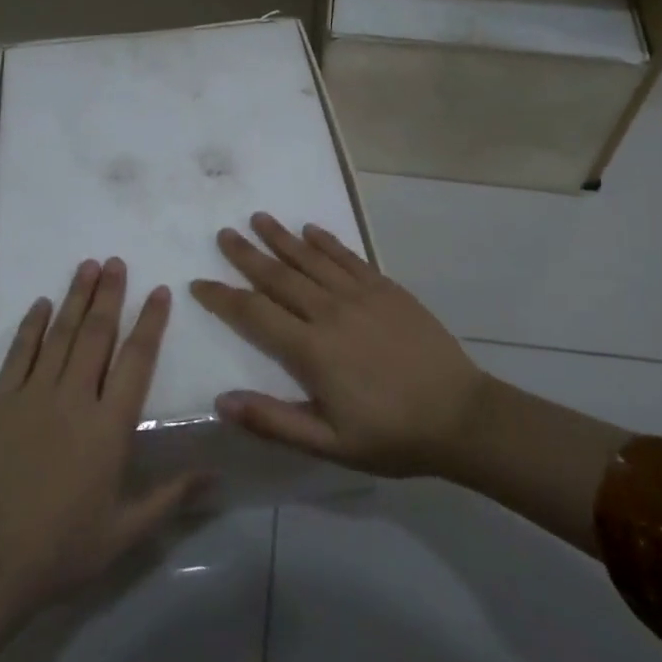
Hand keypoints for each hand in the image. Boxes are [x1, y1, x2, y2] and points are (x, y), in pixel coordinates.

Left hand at [0, 258, 205, 618]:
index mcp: (109, 427)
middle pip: (95, 335)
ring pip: (58, 335)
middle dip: (109, 295)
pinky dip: (30, 326)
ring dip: (75, 298)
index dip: (149, 322)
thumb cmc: (64, 548)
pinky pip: (17, 354)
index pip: (136, 360)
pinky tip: (40, 304)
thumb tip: (217, 475)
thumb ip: (172, 496)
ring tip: (87, 267)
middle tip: (117, 262)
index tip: (158, 291)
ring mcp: (31, 397)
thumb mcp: (126, 530)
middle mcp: (73, 399)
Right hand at [191, 214, 490, 478]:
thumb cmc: (391, 435)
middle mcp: (330, 313)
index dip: (223, 297)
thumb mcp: (329, 444)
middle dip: (247, 254)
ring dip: (282, 237)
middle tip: (223, 233)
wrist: (461, 417)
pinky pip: (349, 258)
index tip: (199, 283)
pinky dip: (327, 242)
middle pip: (279, 276)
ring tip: (259, 218)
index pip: (254, 314)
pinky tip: (311, 229)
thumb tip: (221, 401)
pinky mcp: (387, 289)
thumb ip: (273, 421)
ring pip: (311, 259)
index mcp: (311, 350)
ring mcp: (361, 296)